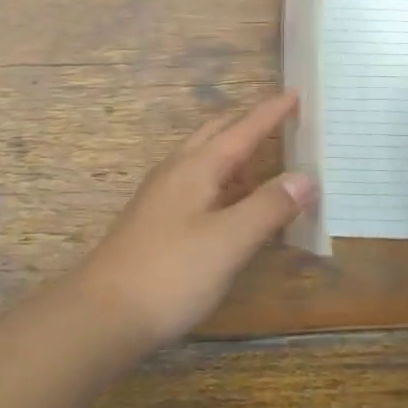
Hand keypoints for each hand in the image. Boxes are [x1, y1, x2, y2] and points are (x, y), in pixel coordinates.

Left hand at [74, 90, 315, 352]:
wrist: (102, 314)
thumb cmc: (171, 273)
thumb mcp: (229, 241)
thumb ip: (268, 207)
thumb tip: (305, 177)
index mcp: (197, 167)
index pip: (242, 129)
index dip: (270, 112)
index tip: (295, 93)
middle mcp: (177, 171)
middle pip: (218, 134)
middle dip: (249, 122)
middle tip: (281, 119)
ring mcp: (162, 195)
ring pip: (205, 158)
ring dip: (235, 153)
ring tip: (264, 163)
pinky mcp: (156, 220)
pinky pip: (197, 183)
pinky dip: (223, 180)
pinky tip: (231, 205)